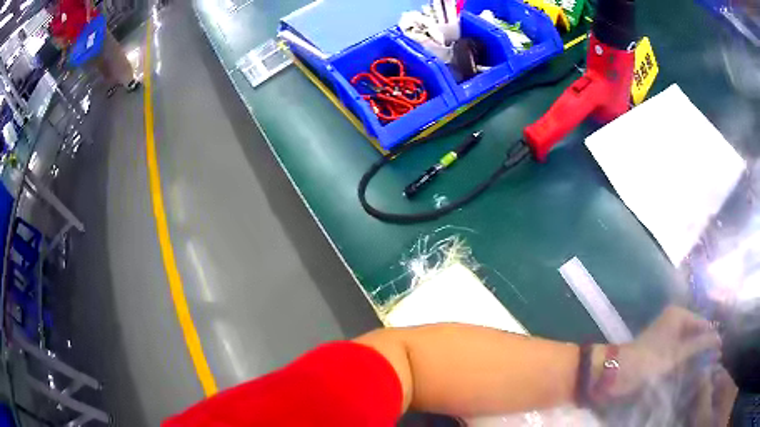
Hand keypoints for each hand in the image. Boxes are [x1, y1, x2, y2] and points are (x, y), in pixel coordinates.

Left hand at [595, 306, 720, 396]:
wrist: (620, 371)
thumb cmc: (651, 360)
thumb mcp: (678, 354)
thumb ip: (699, 344)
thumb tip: (718, 338)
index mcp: (679, 314)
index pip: (702, 322)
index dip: (712, 335)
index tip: (719, 349)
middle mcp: (674, 319)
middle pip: (695, 330)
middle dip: (705, 343)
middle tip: (714, 358)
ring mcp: (667, 332)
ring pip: (688, 340)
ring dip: (696, 351)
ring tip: (706, 364)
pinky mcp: (661, 346)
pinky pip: (679, 348)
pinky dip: (686, 356)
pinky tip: (692, 366)